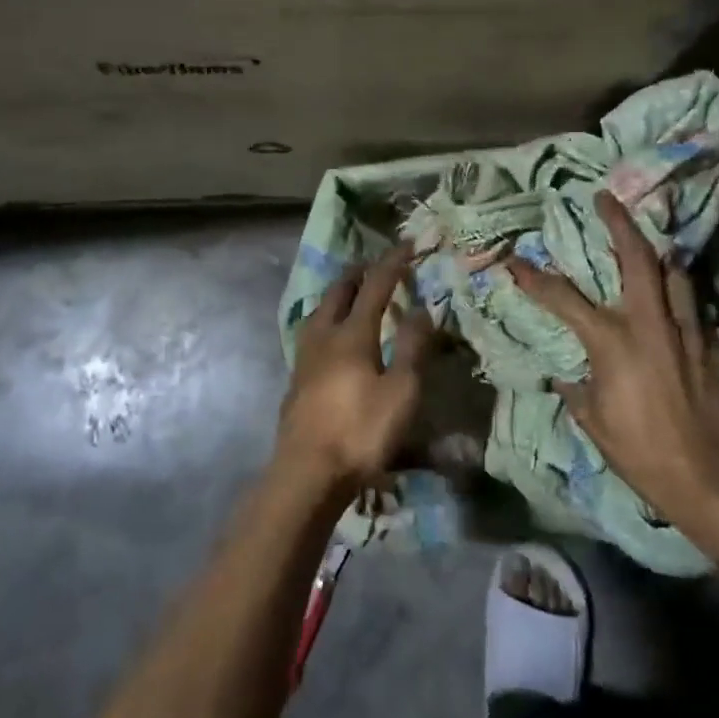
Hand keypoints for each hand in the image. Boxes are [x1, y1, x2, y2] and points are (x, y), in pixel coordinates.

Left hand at [278, 246, 433, 496]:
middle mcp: (324, 336)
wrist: (306, 473)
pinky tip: (331, 337)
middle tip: (375, 265)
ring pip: (319, 310)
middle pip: (338, 291)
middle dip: (358, 272)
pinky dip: (327, 318)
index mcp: (352, 333)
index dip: (393, 263)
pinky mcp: (296, 379)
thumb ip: (413, 347)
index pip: (375, 286)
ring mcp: (304, 357)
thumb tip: (422, 307)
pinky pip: (312, 331)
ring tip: (351, 294)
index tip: (408, 244)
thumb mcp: (401, 392)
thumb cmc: (360, 432)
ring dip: (338, 294)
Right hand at [510, 191, 718, 553]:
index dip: (534, 277)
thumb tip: (568, 374)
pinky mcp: (715, 348)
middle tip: (607, 198)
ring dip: (660, 258)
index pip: (562, 297)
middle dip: (620, 223)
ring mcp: (688, 332)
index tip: (515, 260)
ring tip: (650, 249)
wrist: (707, 478)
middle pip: (637, 258)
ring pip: (676, 275)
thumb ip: (577, 387)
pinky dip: (681, 303)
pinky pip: (695, 311)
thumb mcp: (592, 418)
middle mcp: (650, 324)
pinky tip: (676, 312)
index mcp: (611, 340)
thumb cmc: (638, 449)